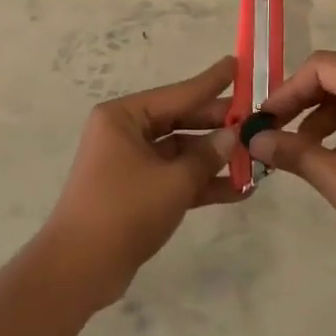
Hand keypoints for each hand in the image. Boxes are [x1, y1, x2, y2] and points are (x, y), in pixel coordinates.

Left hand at [39, 56, 243, 308]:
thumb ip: (207, 156)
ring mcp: (129, 164)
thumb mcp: (173, 181)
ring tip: (257, 158)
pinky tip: (239, 189)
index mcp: (123, 117)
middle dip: (218, 125)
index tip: (237, 65)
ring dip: (214, 159)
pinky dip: (201, 183)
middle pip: (180, 122)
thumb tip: (233, 135)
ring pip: (180, 153)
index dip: (211, 82)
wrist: (78, 270)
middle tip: (257, 119)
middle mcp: (124, 133)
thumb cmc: (124, 210)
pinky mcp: (136, 193)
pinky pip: (174, 178)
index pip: (178, 94)